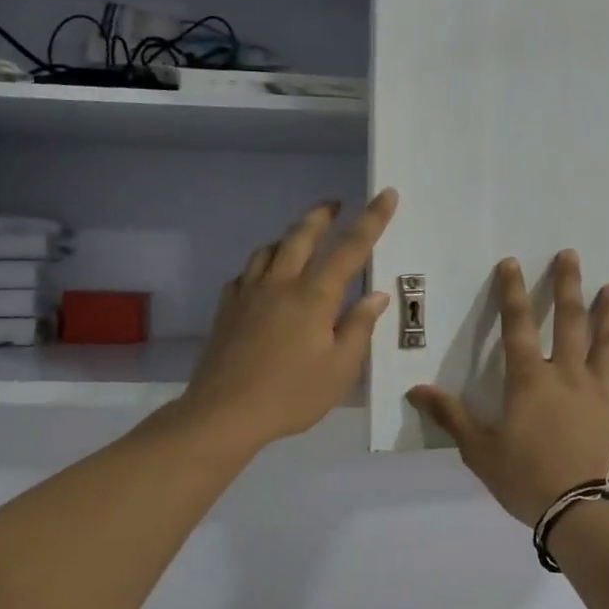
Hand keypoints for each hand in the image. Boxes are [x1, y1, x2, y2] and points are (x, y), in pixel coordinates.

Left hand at [179, 189, 397, 450]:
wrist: (222, 413)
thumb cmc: (290, 395)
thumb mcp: (339, 369)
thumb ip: (358, 328)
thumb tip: (374, 296)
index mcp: (313, 296)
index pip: (350, 248)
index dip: (372, 219)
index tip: (386, 194)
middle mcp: (280, 284)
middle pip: (301, 236)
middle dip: (322, 215)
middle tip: (335, 204)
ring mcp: (248, 293)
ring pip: (269, 249)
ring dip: (289, 235)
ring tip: (301, 237)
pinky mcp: (226, 308)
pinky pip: (246, 272)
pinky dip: (262, 264)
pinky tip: (264, 277)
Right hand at [410, 252, 608, 526]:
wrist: (583, 511)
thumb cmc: (526, 478)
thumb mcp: (479, 450)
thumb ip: (451, 416)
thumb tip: (416, 390)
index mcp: (530, 380)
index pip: (517, 325)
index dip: (512, 292)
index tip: (512, 262)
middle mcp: (568, 375)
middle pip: (570, 321)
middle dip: (568, 285)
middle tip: (572, 256)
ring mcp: (600, 392)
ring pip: (607, 343)